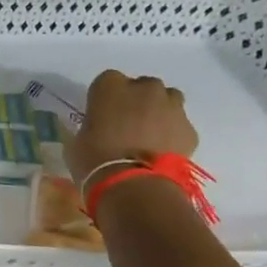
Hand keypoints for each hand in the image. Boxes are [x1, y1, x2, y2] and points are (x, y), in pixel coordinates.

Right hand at [65, 70, 198, 186]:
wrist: (134, 185)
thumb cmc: (94, 161)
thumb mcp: (78, 141)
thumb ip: (91, 127)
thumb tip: (96, 131)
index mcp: (110, 87)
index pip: (107, 80)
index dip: (105, 97)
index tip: (101, 114)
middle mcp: (144, 89)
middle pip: (142, 86)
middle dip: (136, 101)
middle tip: (126, 125)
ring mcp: (171, 106)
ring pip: (168, 99)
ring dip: (158, 111)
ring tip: (148, 135)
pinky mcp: (189, 129)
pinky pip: (179, 125)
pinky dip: (172, 134)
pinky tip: (161, 152)